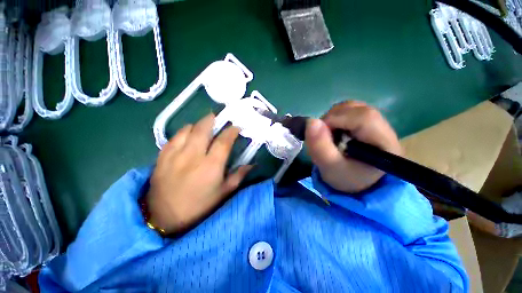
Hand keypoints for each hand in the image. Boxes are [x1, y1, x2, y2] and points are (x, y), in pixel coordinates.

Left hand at [146, 113, 251, 234]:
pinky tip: (188, 135)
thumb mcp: (223, 193)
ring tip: (204, 126)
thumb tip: (252, 164)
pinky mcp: (161, 157)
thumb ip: (239, 176)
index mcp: (211, 166)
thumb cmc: (199, 207)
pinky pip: (174, 137)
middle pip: (203, 128)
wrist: (164, 219)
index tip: (236, 127)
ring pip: (187, 129)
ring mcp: (174, 155)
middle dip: (213, 119)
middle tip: (218, 118)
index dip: (231, 131)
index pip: (224, 141)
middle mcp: (192, 156)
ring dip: (198, 124)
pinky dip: (184, 131)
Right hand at [305, 101, 402, 192]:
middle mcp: (384, 128)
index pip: (363, 118)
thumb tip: (311, 121)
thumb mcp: (330, 168)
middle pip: (356, 109)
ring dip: (332, 118)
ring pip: (351, 107)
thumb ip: (320, 147)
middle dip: (331, 120)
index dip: (336, 120)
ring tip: (328, 135)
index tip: (320, 133)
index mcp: (384, 143)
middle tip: (323, 137)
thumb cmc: (345, 178)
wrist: (355, 181)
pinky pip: (348, 110)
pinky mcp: (367, 121)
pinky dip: (335, 118)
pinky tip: (333, 131)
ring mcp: (377, 122)